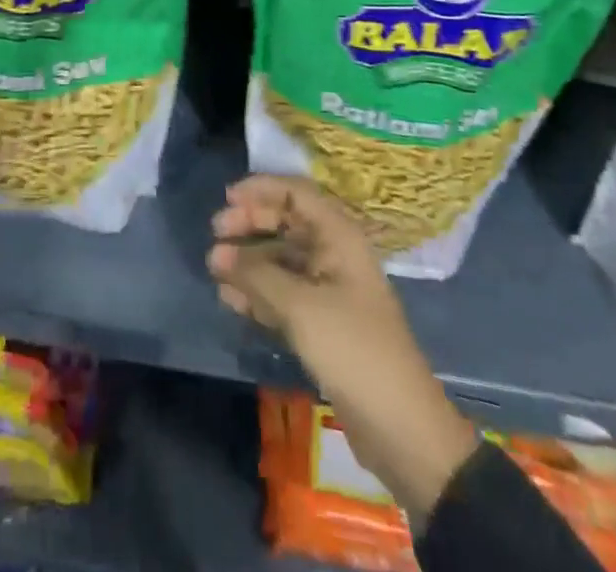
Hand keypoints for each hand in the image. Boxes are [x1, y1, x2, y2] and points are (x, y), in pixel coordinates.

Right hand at [208, 175, 478, 518]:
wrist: (400, 427)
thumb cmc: (352, 348)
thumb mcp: (300, 306)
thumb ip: (255, 274)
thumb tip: (218, 252)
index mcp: (339, 237)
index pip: (296, 193)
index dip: (262, 189)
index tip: (227, 198)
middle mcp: (334, 255)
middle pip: (286, 223)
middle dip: (250, 224)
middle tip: (216, 232)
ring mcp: (328, 290)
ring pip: (281, 260)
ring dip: (249, 261)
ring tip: (215, 269)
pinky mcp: (321, 323)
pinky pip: (282, 293)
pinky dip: (258, 292)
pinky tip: (230, 299)